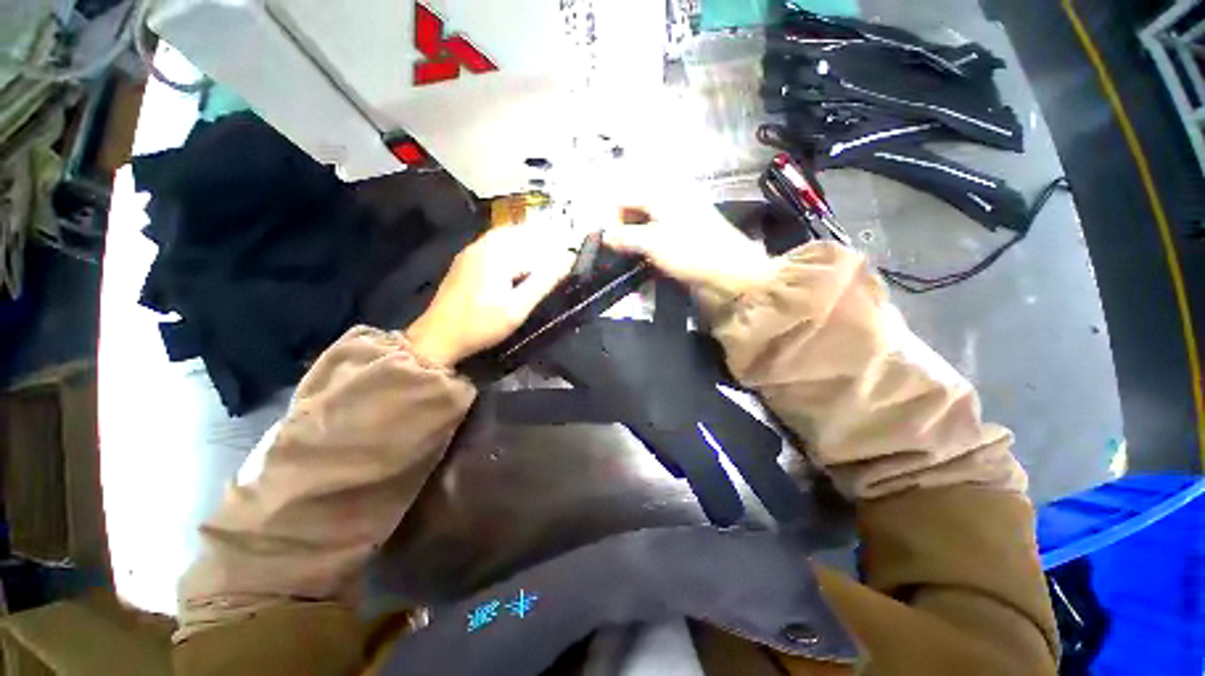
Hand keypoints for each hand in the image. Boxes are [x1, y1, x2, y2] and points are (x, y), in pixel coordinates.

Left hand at [406, 224, 575, 367]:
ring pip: (508, 238)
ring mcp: (472, 249)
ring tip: (538, 270)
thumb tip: (568, 260)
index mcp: (499, 250)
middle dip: (542, 245)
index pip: (539, 241)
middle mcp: (485, 242)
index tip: (569, 265)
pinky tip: (512, 273)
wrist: (438, 336)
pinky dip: (509, 252)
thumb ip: (544, 281)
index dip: (557, 252)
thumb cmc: (479, 324)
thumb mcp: (517, 308)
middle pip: (523, 234)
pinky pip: (494, 245)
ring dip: (526, 248)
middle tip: (557, 266)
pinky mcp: (464, 259)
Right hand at [602, 190, 779, 308]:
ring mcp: (687, 208)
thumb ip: (625, 237)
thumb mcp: (652, 245)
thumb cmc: (691, 252)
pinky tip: (656, 253)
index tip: (611, 243)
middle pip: (638, 202)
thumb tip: (604, 235)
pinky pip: (666, 224)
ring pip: (652, 214)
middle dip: (627, 224)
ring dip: (641, 231)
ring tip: (638, 253)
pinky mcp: (696, 224)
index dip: (613, 218)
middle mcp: (672, 194)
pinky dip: (656, 236)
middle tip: (623, 249)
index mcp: (660, 192)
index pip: (624, 196)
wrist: (735, 270)